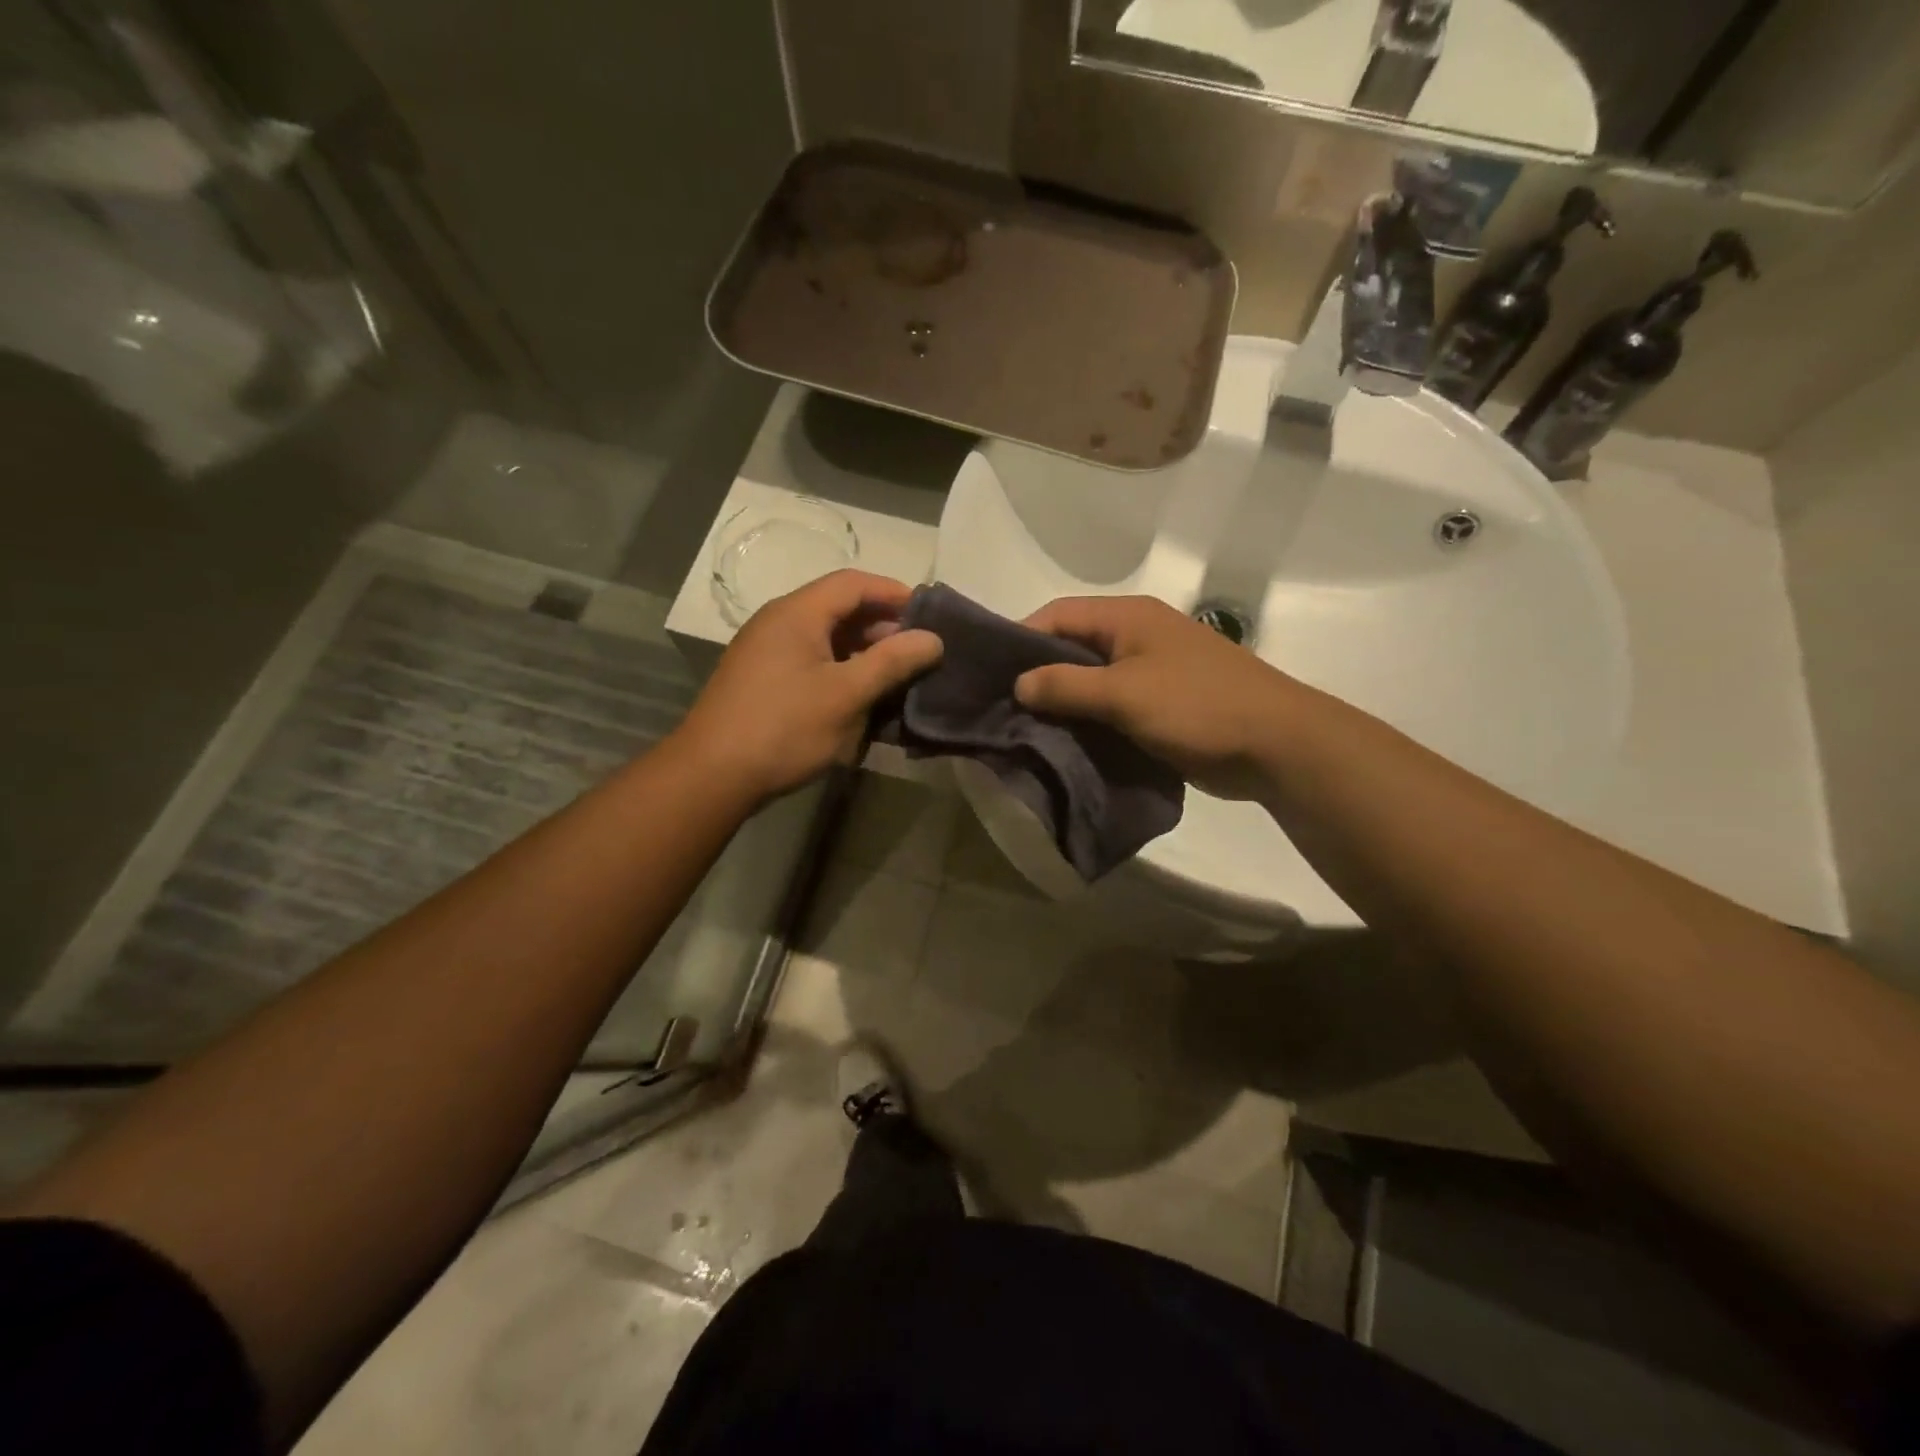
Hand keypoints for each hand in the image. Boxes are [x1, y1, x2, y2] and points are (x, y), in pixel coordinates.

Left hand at [678, 569, 942, 801]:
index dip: (894, 593)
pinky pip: (812, 664)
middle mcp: (778, 623)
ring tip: (896, 680)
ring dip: (863, 655)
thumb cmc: (784, 728)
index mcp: (797, 613)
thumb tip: (933, 638)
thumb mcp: (847, 695)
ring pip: (826, 641)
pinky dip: (841, 674)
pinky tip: (861, 702)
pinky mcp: (763, 682)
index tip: (929, 616)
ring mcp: (767, 653)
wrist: (712, 775)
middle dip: (882, 629)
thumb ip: (892, 662)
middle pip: (839, 610)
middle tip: (918, 654)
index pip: (854, 583)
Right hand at [1015, 596, 1305, 799]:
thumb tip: (1019, 684)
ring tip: (1026, 730)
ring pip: (1091, 681)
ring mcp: (1151, 671)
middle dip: (1038, 676)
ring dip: (1063, 703)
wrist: (1277, 745)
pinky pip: (1112, 706)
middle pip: (1072, 647)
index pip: (1057, 614)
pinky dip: (1089, 721)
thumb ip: (1066, 686)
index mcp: (1128, 618)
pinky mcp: (1161, 705)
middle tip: (1002, 708)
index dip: (1020, 639)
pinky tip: (1065, 744)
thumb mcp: (1124, 694)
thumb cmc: (1197, 706)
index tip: (989, 674)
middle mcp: (1136, 636)